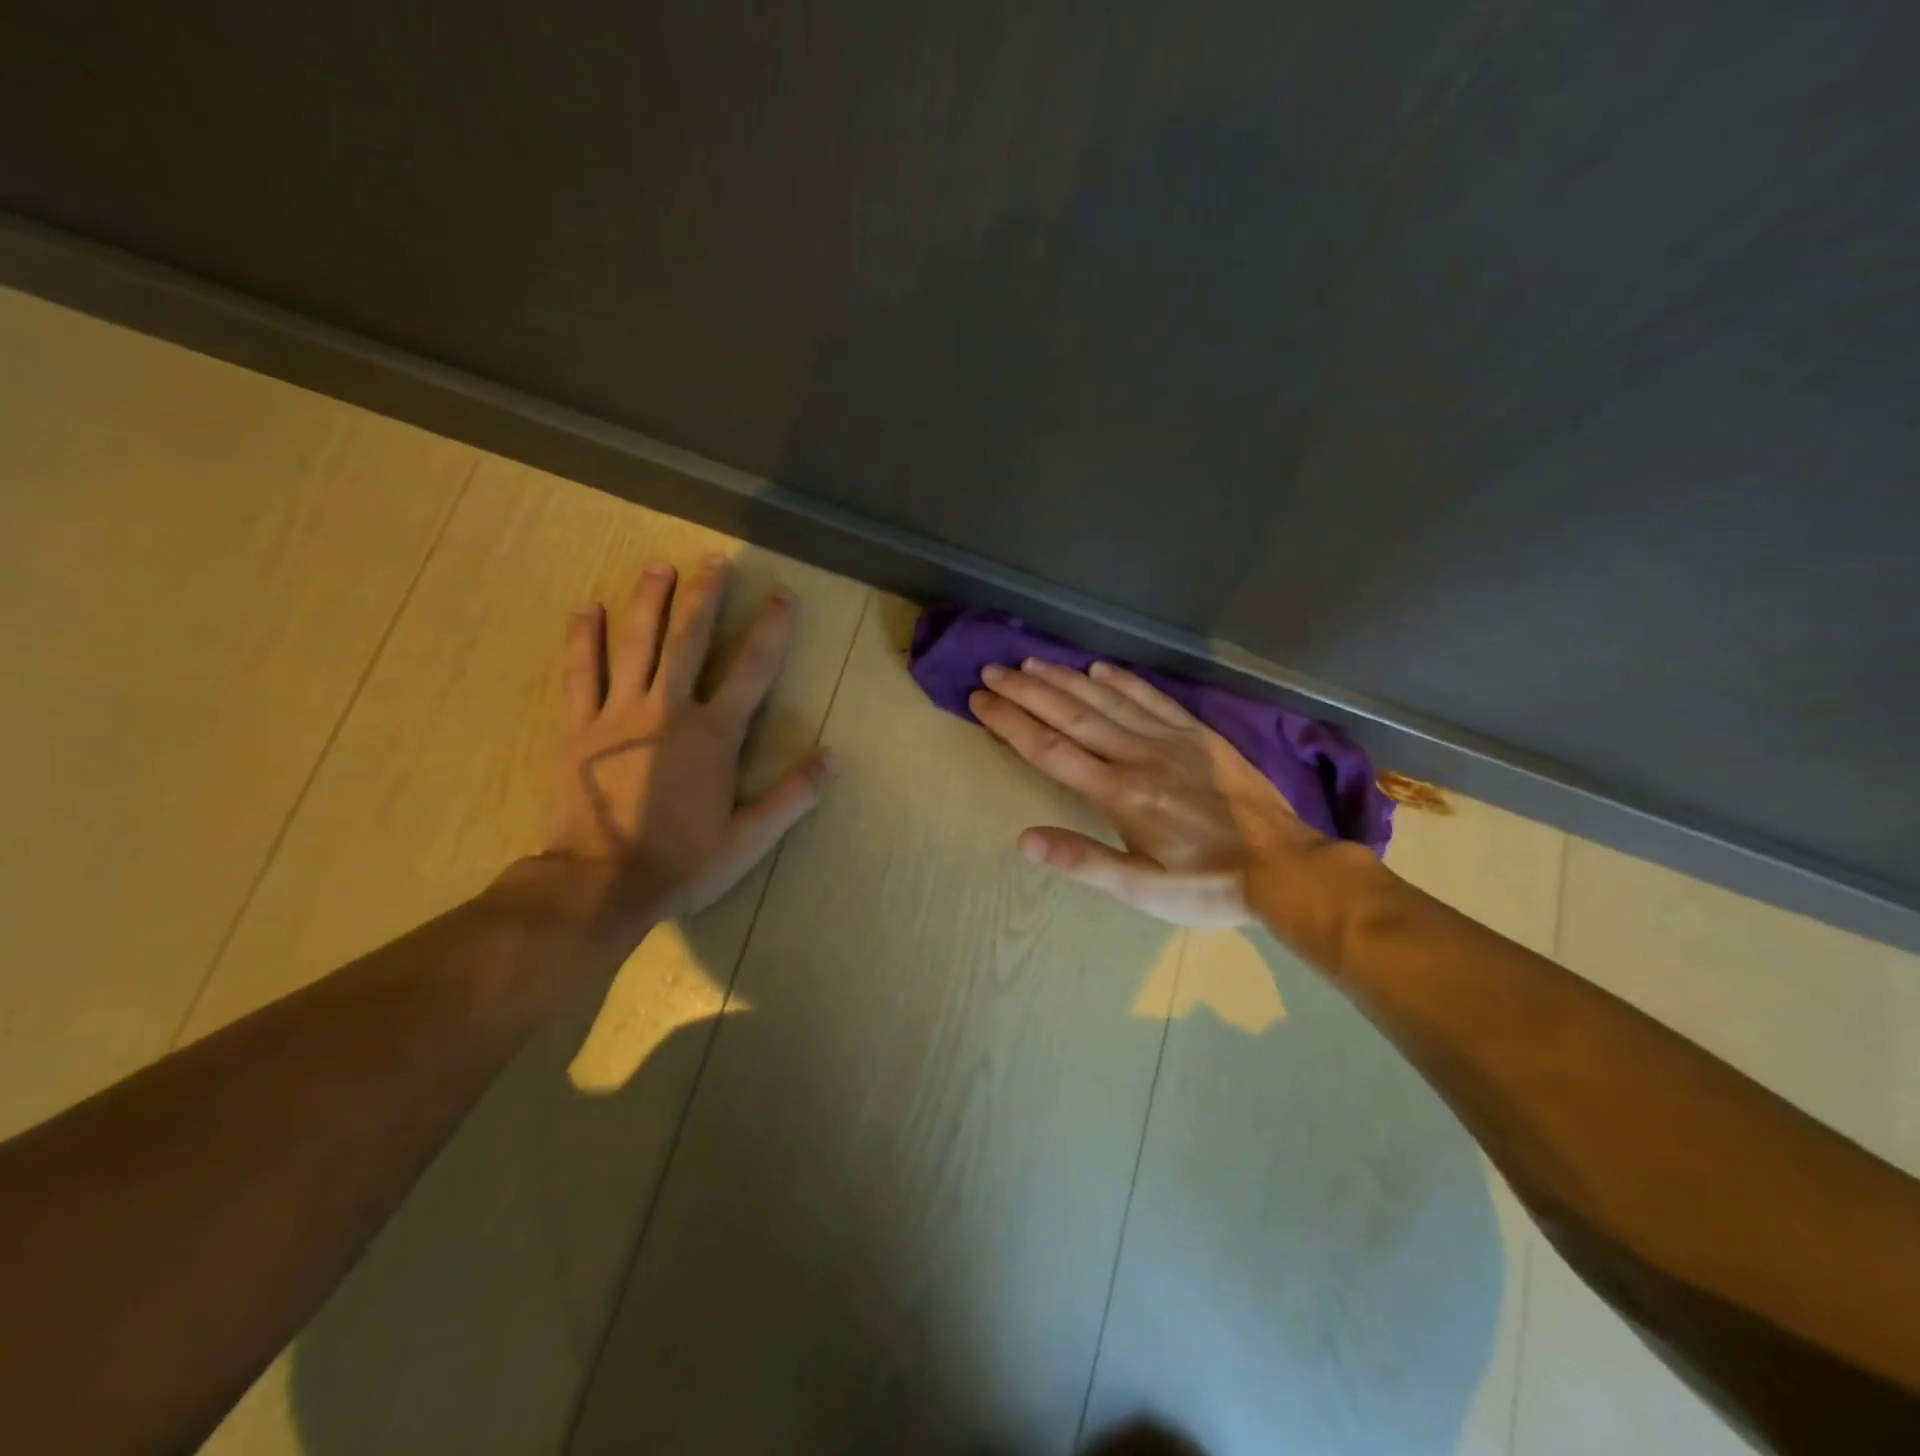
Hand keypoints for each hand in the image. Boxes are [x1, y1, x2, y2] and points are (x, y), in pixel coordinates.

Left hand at [541, 556, 835, 925]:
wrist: (599, 883)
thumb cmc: (681, 861)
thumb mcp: (750, 838)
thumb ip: (793, 795)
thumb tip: (833, 758)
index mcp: (714, 735)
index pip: (752, 670)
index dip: (771, 630)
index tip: (782, 596)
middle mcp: (669, 710)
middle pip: (689, 641)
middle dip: (705, 598)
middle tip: (715, 561)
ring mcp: (618, 714)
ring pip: (636, 644)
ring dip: (648, 602)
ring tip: (658, 566)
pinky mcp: (578, 728)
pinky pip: (580, 673)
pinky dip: (583, 639)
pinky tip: (585, 609)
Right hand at [969, 659, 1325, 925]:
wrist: (1285, 867)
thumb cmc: (1207, 886)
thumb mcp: (1141, 889)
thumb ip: (1083, 860)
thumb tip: (1024, 839)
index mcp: (1118, 793)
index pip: (1049, 749)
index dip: (1010, 723)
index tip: (980, 701)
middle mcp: (1136, 755)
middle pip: (1070, 715)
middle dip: (1026, 691)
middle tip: (992, 671)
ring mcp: (1169, 740)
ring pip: (1106, 700)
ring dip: (1065, 679)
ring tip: (1031, 663)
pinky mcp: (1197, 735)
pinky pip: (1152, 698)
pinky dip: (1122, 680)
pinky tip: (1100, 668)